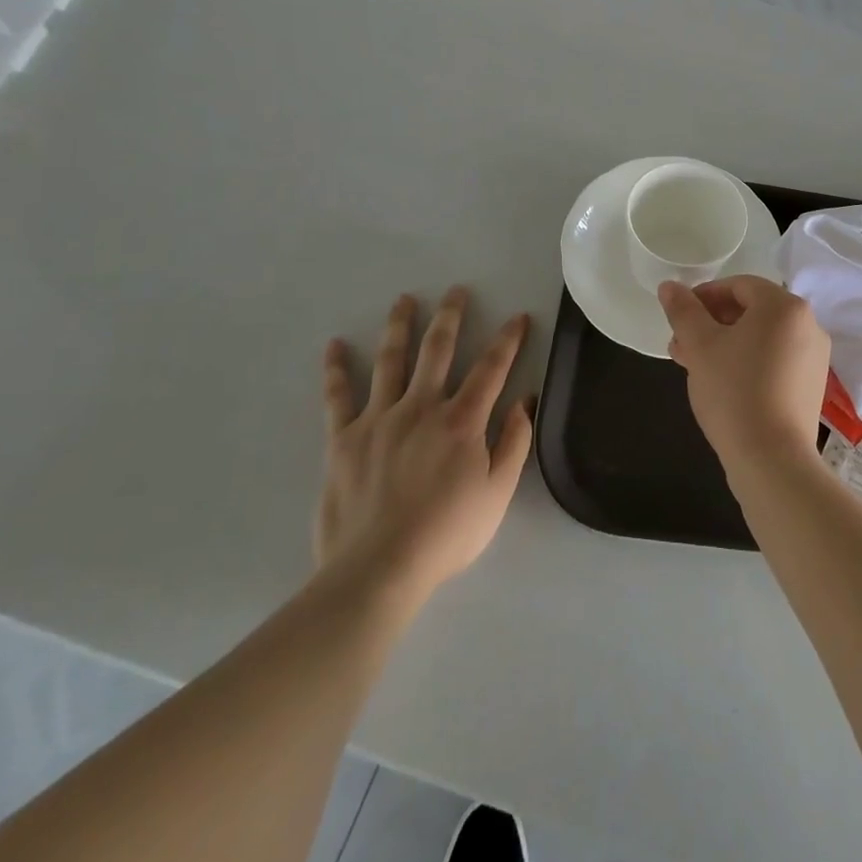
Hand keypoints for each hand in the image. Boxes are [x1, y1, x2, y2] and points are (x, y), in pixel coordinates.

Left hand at [316, 287, 533, 600]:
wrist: (378, 569)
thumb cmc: (447, 534)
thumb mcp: (498, 494)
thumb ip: (514, 443)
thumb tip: (525, 400)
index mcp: (462, 420)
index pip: (491, 367)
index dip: (508, 339)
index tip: (518, 317)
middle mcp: (421, 407)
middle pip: (438, 350)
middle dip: (451, 316)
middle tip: (457, 291)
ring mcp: (379, 419)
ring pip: (391, 361)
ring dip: (400, 326)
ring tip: (405, 300)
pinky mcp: (343, 439)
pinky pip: (338, 397)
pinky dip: (337, 369)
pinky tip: (336, 345)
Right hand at [657, 275, 829, 475]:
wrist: (772, 459)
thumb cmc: (734, 390)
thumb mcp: (700, 345)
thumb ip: (683, 310)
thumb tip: (669, 286)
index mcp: (784, 306)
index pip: (739, 285)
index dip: (705, 296)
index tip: (680, 317)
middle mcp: (808, 325)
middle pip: (752, 311)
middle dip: (712, 323)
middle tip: (681, 344)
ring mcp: (814, 358)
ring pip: (762, 338)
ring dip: (726, 344)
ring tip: (693, 365)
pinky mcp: (812, 386)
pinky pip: (775, 360)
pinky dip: (747, 362)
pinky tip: (721, 383)